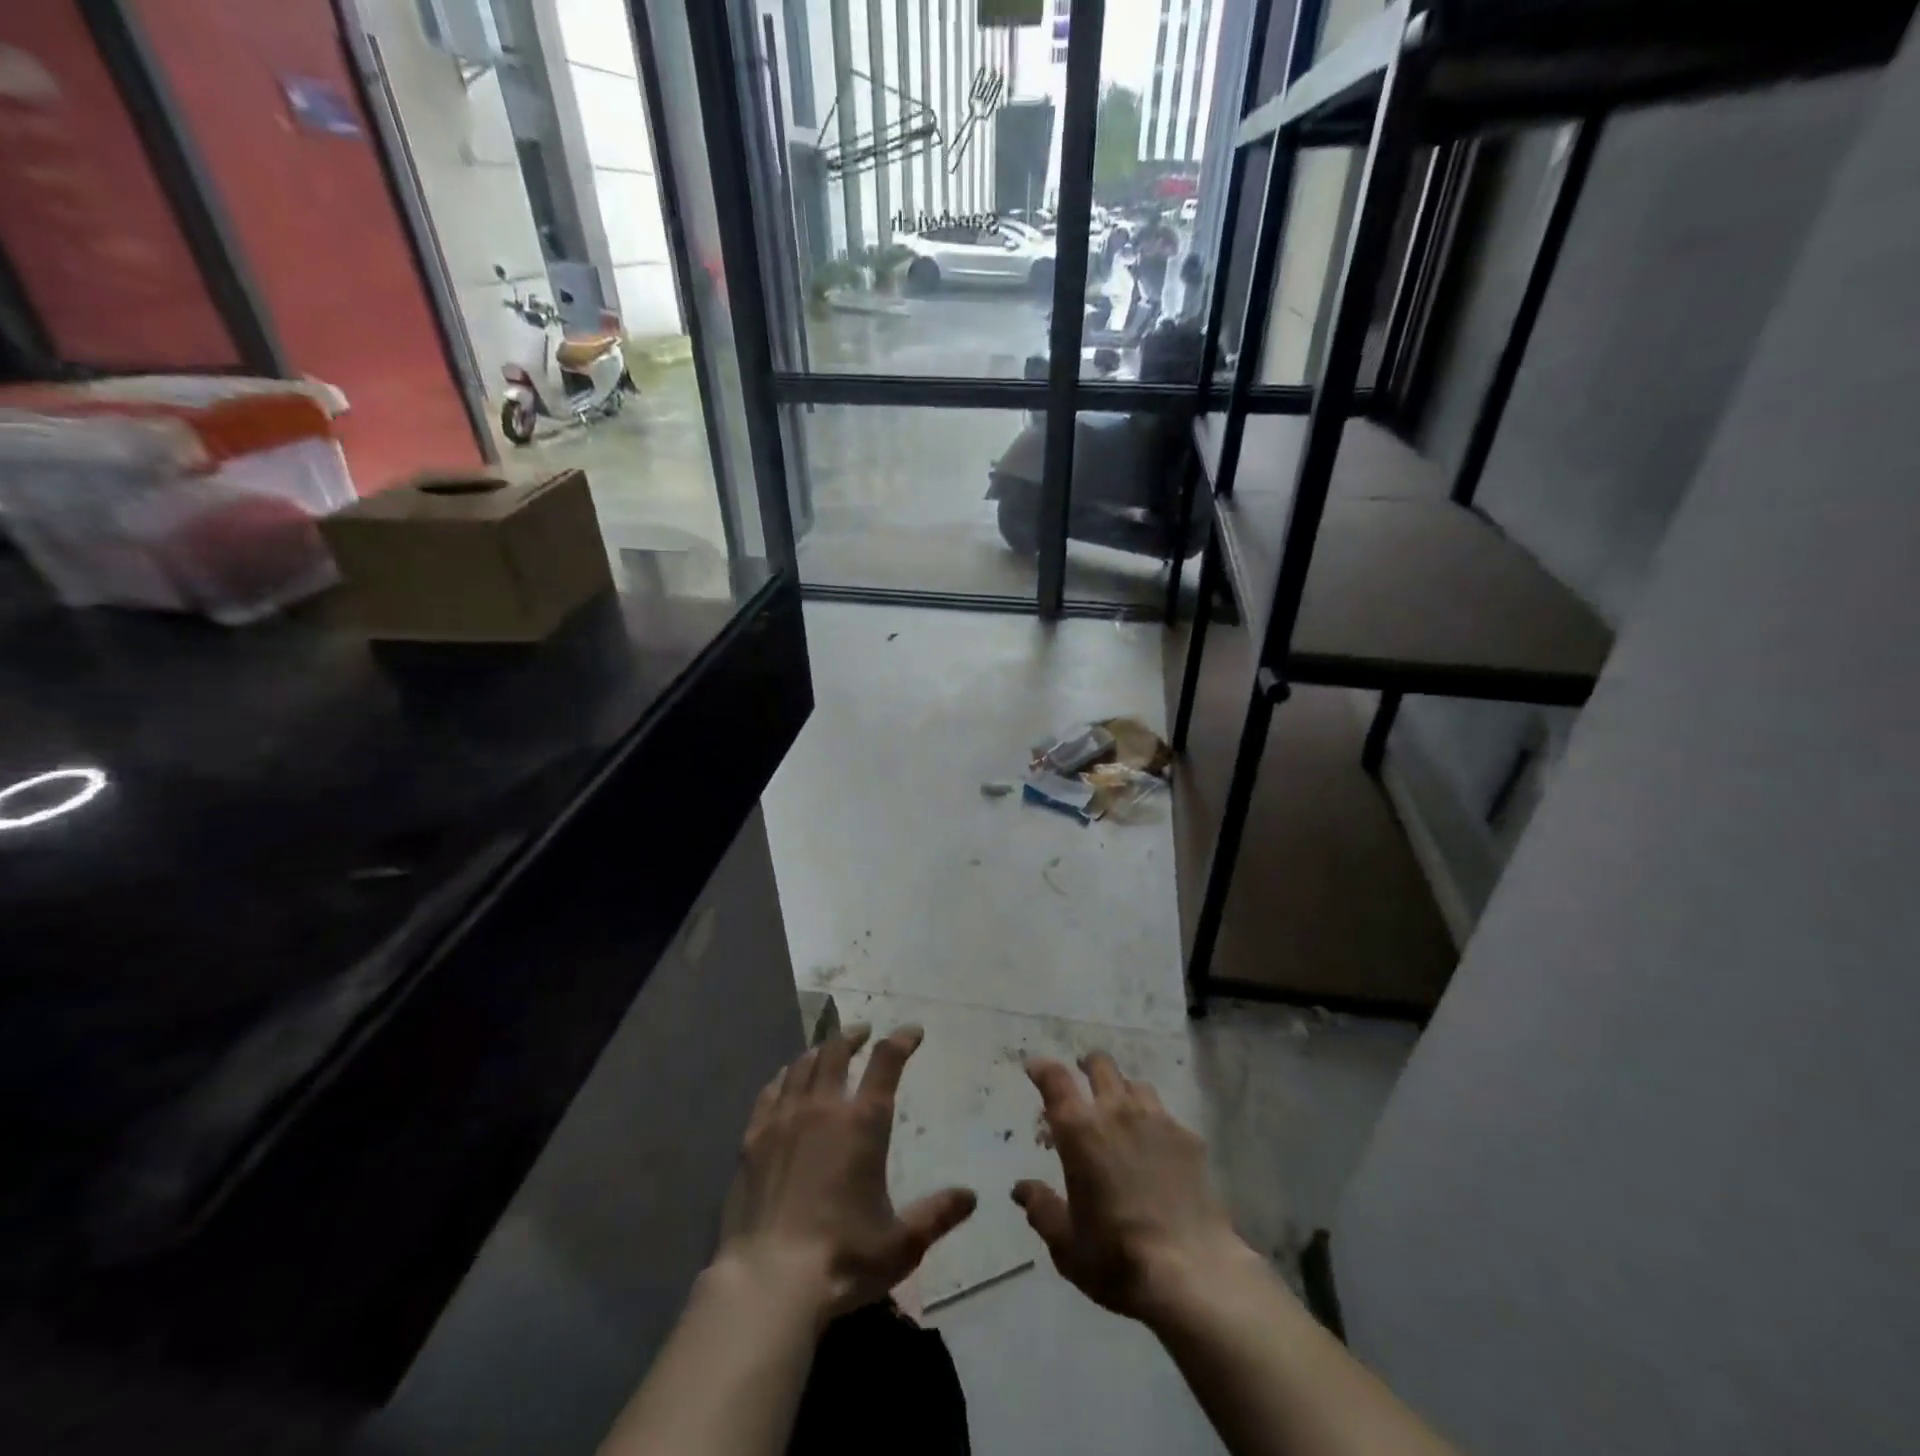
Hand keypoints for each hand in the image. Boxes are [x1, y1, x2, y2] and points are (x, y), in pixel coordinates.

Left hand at [714, 1026, 975, 1323]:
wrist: (768, 1281)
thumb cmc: (842, 1259)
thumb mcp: (902, 1244)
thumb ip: (937, 1215)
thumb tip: (971, 1197)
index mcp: (863, 1123)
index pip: (886, 1062)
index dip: (902, 1040)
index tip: (912, 1032)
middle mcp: (824, 1108)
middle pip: (837, 1050)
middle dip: (854, 1036)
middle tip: (864, 1033)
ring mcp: (784, 1119)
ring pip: (802, 1065)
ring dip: (820, 1051)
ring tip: (827, 1051)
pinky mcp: (753, 1138)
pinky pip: (770, 1091)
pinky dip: (784, 1077)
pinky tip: (786, 1081)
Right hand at [1014, 1052, 1255, 1326]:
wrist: (1192, 1272)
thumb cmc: (1117, 1257)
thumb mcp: (1066, 1244)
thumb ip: (1041, 1208)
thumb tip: (1021, 1189)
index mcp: (1079, 1130)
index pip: (1055, 1080)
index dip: (1042, 1068)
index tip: (1035, 1067)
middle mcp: (1116, 1112)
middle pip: (1100, 1066)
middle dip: (1087, 1065)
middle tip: (1082, 1075)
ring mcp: (1156, 1120)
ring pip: (1135, 1084)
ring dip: (1122, 1089)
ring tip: (1120, 1108)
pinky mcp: (1188, 1138)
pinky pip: (1164, 1114)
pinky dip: (1153, 1119)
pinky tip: (1156, 1144)